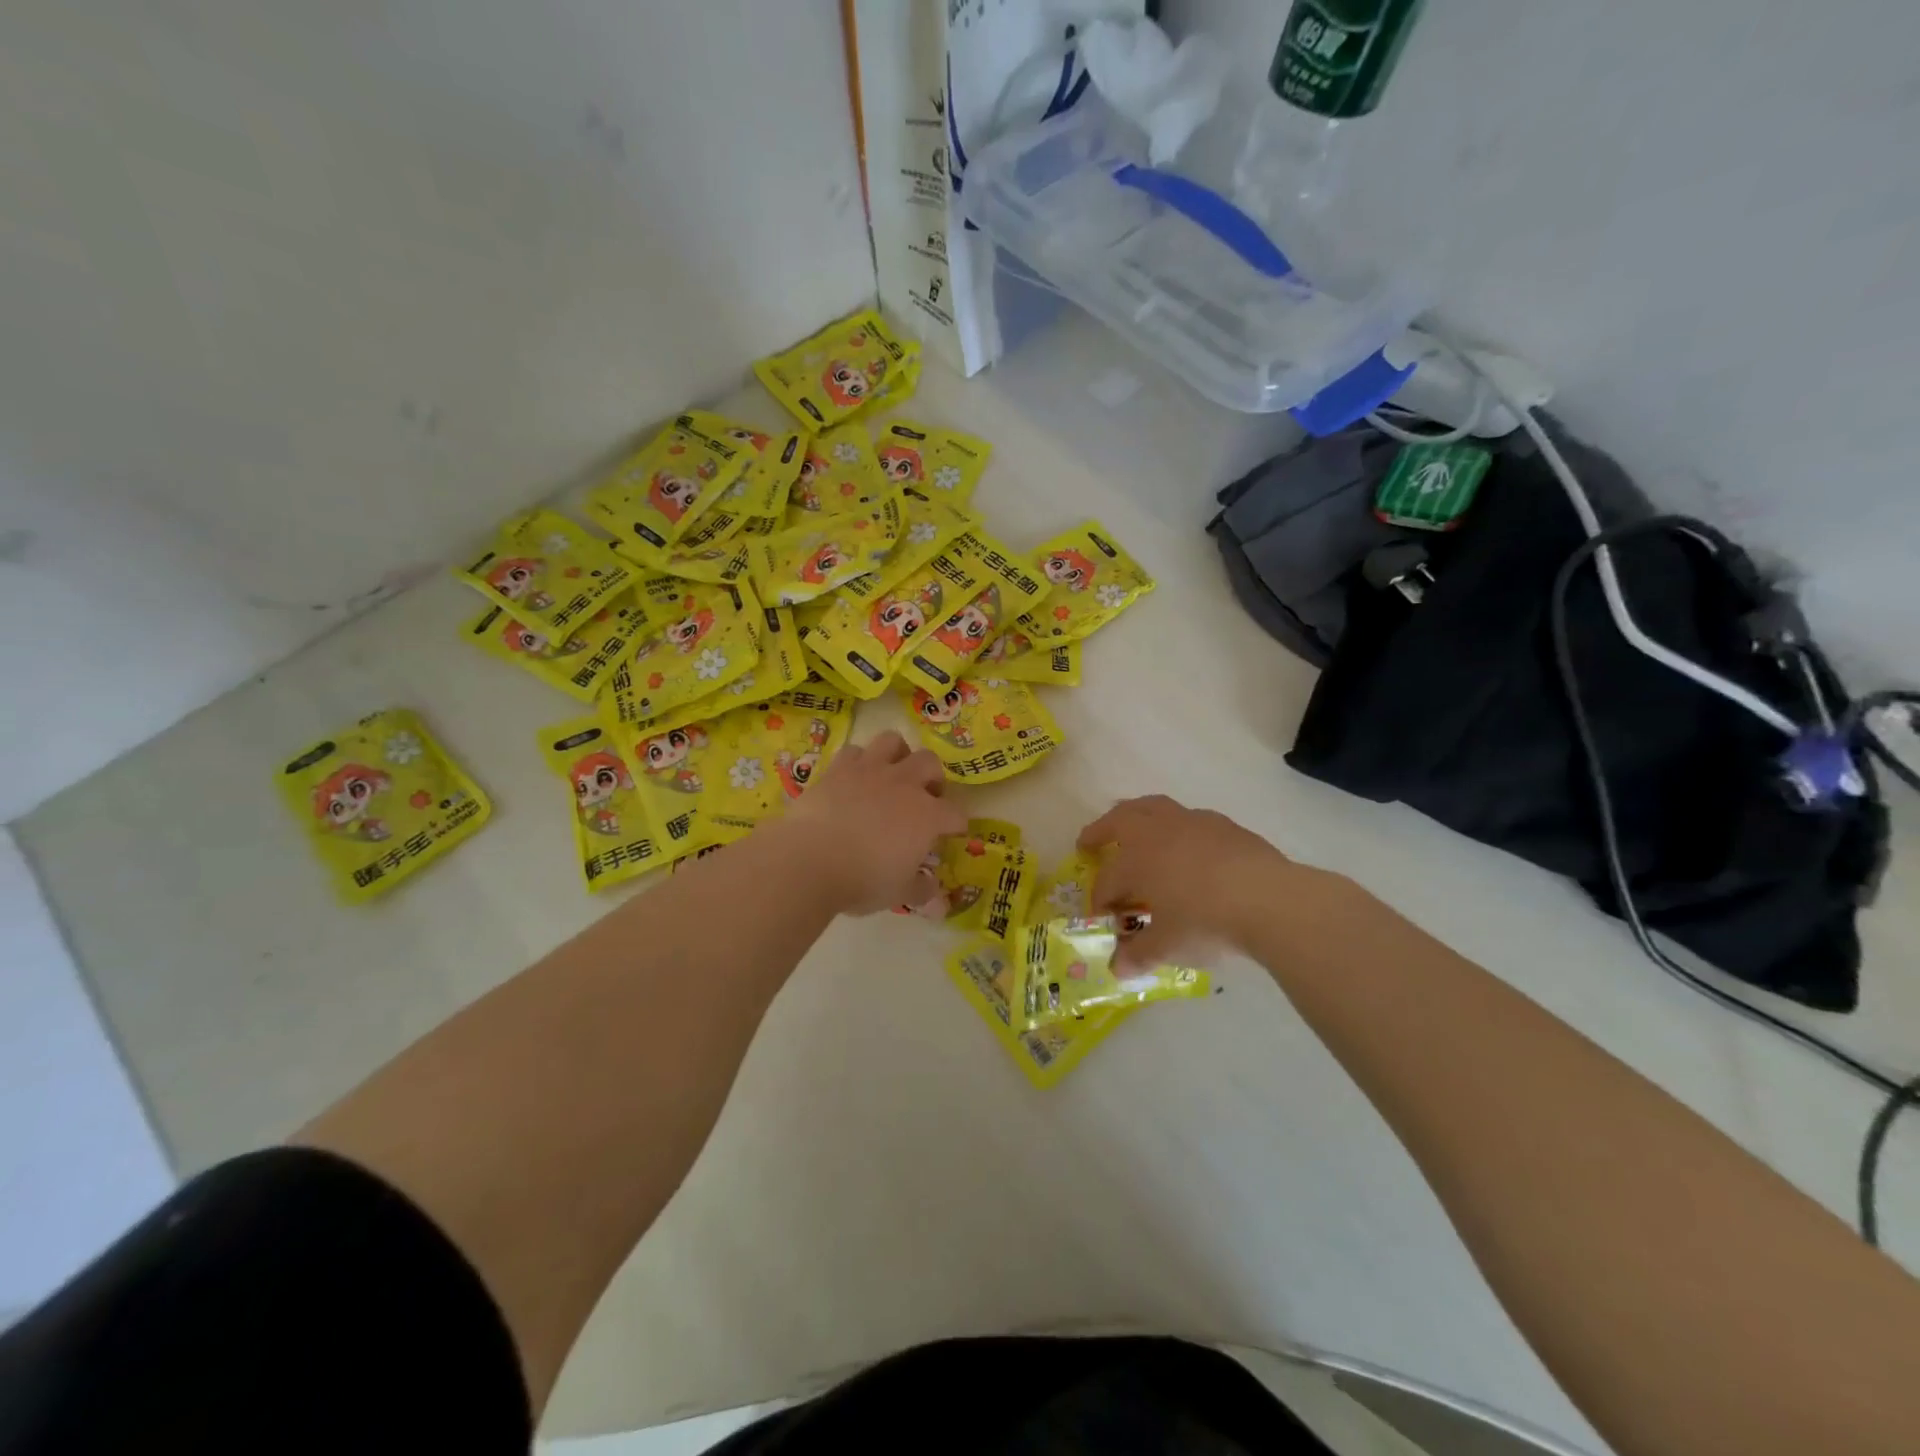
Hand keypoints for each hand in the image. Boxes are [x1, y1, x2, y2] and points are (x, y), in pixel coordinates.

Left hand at [787, 730, 967, 915]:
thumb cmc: (863, 880)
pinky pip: (854, 751)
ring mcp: (870, 770)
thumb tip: (932, 888)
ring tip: (892, 773)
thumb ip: (920, 888)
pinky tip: (854, 777)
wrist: (810, 861)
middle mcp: (904, 784)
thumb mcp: (898, 893)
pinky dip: (858, 761)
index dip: (956, 824)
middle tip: (924, 796)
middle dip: (932, 778)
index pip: (955, 813)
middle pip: (930, 763)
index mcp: (927, 816)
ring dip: (898, 754)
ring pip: (893, 741)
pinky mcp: (838, 768)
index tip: (951, 834)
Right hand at [1077, 795, 1298, 969]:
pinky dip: (1177, 828)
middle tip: (1089, 842)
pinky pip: (1189, 819)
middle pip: (1120, 820)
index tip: (1104, 920)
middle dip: (1100, 831)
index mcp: (1136, 860)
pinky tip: (1187, 846)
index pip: (1108, 880)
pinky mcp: (1224, 826)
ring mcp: (1192, 823)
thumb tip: (1119, 969)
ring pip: (1154, 807)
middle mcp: (1158, 832)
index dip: (1101, 901)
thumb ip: (1140, 954)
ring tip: (1134, 827)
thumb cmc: (1206, 922)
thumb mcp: (1168, 946)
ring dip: (1137, 816)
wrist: (1270, 900)